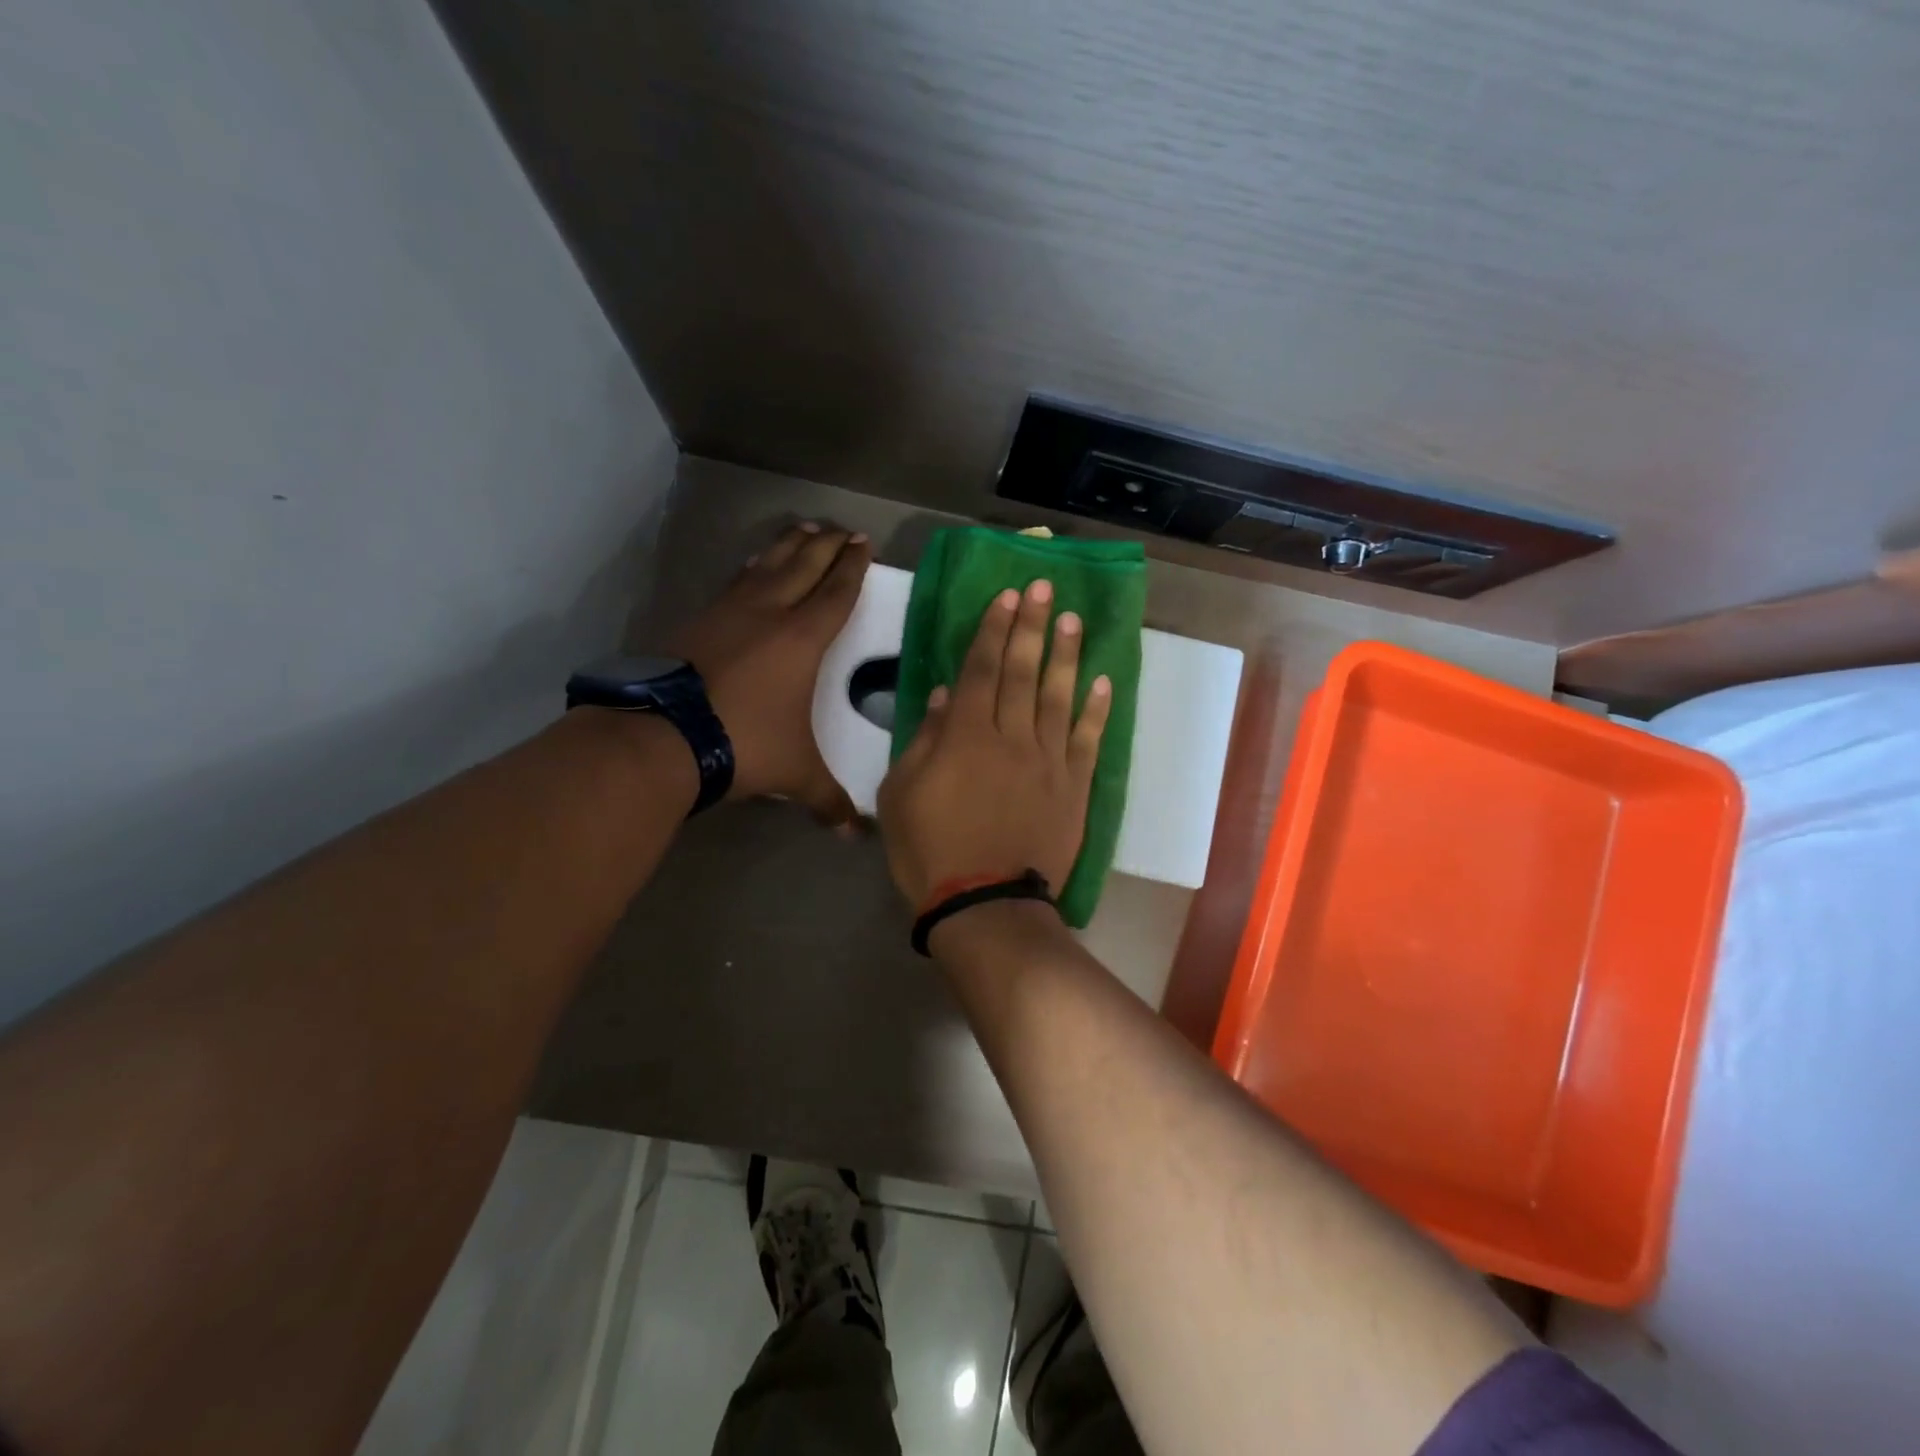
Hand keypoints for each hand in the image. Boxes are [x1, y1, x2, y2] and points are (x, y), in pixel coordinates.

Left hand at [667, 521, 869, 821]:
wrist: (664, 734)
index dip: (853, 567)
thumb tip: (854, 836)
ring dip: (790, 545)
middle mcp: (771, 613)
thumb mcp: (795, 773)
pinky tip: (753, 566)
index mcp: (803, 639)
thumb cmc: (744, 743)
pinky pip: (736, 581)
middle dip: (828, 545)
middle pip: (805, 565)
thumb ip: (827, 799)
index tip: (864, 544)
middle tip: (843, 529)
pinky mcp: (699, 619)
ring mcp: (730, 611)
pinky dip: (752, 567)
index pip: (837, 593)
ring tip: (804, 529)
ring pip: (768, 564)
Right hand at [878, 579, 1111, 905]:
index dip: (994, 630)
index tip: (1006, 596)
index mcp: (966, 736)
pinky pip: (1088, 741)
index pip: (982, 670)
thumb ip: (924, 741)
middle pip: (1024, 672)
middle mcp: (1012, 738)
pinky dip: (1096, 711)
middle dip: (1032, 626)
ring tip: (1073, 620)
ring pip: (1059, 697)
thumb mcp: (901, 795)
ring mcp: (1049, 762)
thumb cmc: (930, 851)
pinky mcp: (1073, 788)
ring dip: (1066, 656)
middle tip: (1044, 588)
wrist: (985, 906)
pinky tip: (1102, 682)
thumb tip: (945, 697)